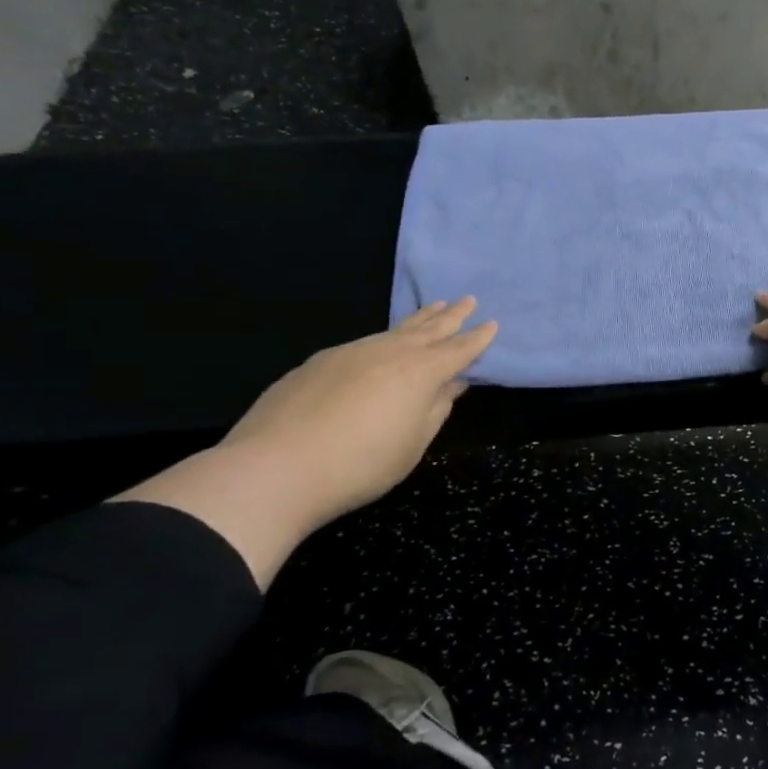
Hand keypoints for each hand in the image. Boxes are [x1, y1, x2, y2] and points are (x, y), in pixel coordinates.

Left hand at [116, 298, 495, 587]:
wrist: (276, 468)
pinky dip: (384, 338)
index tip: (492, 324)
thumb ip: (435, 410)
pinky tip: (382, 346)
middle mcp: (388, 352)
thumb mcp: (413, 444)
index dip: (477, 339)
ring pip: (393, 330)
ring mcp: (350, 352)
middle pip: (428, 328)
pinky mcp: (318, 362)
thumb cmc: (361, 464)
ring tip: (433, 308)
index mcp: (420, 373)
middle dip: (451, 315)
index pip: (458, 350)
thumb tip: (452, 385)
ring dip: (418, 320)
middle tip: (468, 300)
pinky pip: (364, 343)